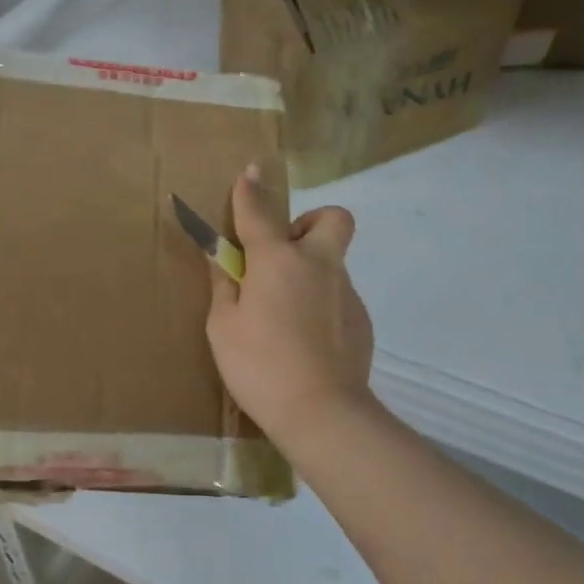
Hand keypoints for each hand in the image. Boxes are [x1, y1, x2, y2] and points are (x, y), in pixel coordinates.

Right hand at [205, 165, 375, 446]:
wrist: (321, 412)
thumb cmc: (259, 365)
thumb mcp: (222, 326)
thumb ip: (224, 285)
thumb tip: (225, 258)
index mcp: (278, 260)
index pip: (260, 211)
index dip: (251, 189)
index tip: (251, 171)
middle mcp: (318, 265)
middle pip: (331, 218)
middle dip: (308, 223)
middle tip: (281, 254)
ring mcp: (345, 292)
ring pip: (331, 261)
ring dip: (309, 270)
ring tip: (284, 314)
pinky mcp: (361, 319)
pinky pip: (337, 295)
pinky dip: (320, 303)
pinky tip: (305, 339)